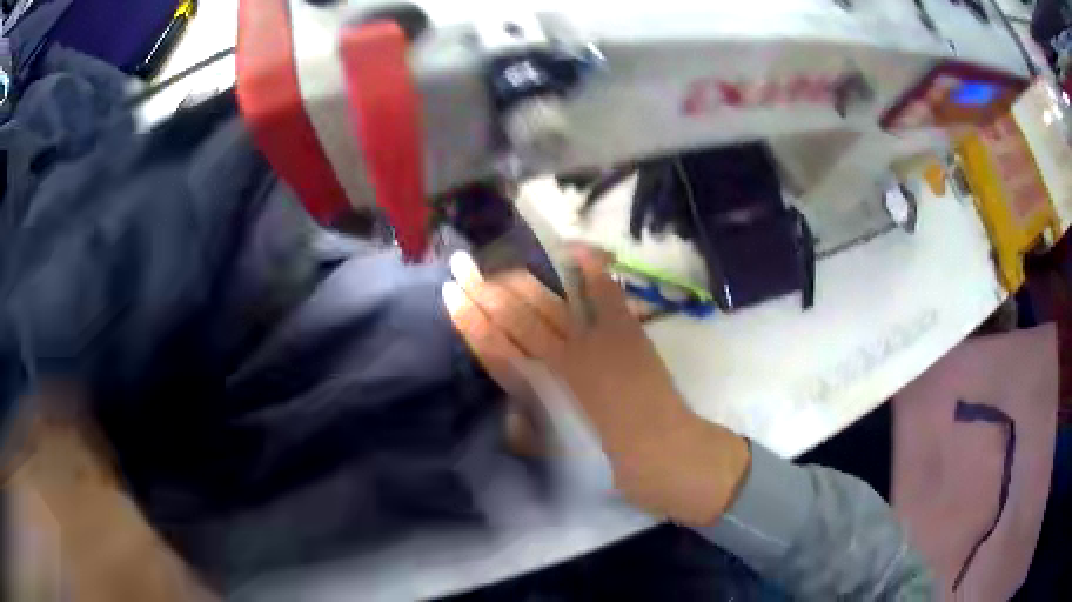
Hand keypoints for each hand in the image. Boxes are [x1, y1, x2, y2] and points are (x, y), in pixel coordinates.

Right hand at [442, 247, 749, 525]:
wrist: (659, 451)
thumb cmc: (603, 459)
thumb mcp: (552, 451)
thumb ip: (525, 429)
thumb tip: (513, 410)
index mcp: (538, 390)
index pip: (492, 347)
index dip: (468, 318)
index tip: (450, 293)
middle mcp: (559, 358)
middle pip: (513, 317)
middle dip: (482, 289)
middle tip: (463, 266)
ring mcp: (593, 339)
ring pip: (547, 301)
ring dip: (519, 280)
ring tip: (498, 265)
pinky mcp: (625, 329)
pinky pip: (604, 291)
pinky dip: (589, 269)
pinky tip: (571, 250)